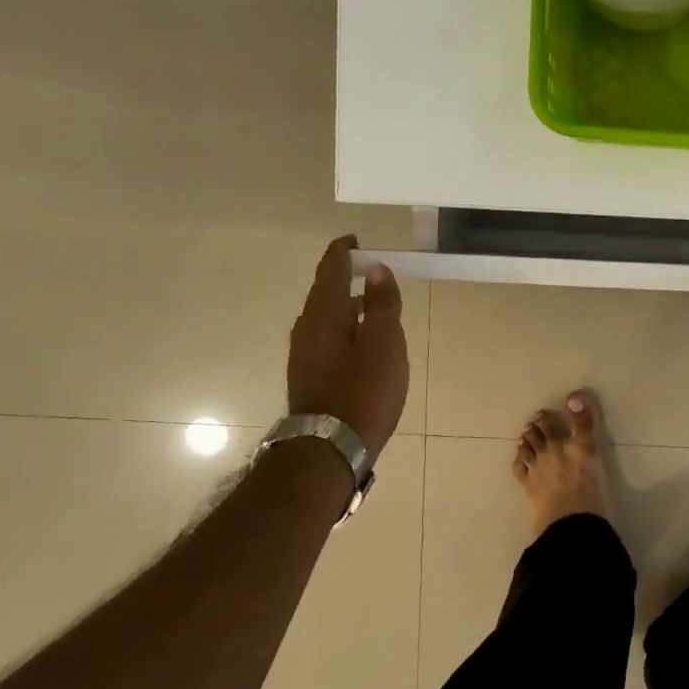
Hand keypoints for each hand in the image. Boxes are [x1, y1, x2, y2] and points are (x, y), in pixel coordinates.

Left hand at [286, 236, 408, 454]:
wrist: (330, 447)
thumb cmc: (363, 392)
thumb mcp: (384, 344)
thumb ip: (382, 305)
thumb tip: (377, 269)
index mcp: (324, 315)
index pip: (330, 271)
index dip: (343, 252)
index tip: (355, 240)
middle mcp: (307, 329)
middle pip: (325, 293)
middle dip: (346, 278)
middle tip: (372, 272)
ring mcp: (305, 354)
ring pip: (326, 318)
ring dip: (347, 306)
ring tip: (373, 307)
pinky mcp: (309, 376)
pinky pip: (327, 339)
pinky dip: (344, 329)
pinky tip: (362, 344)